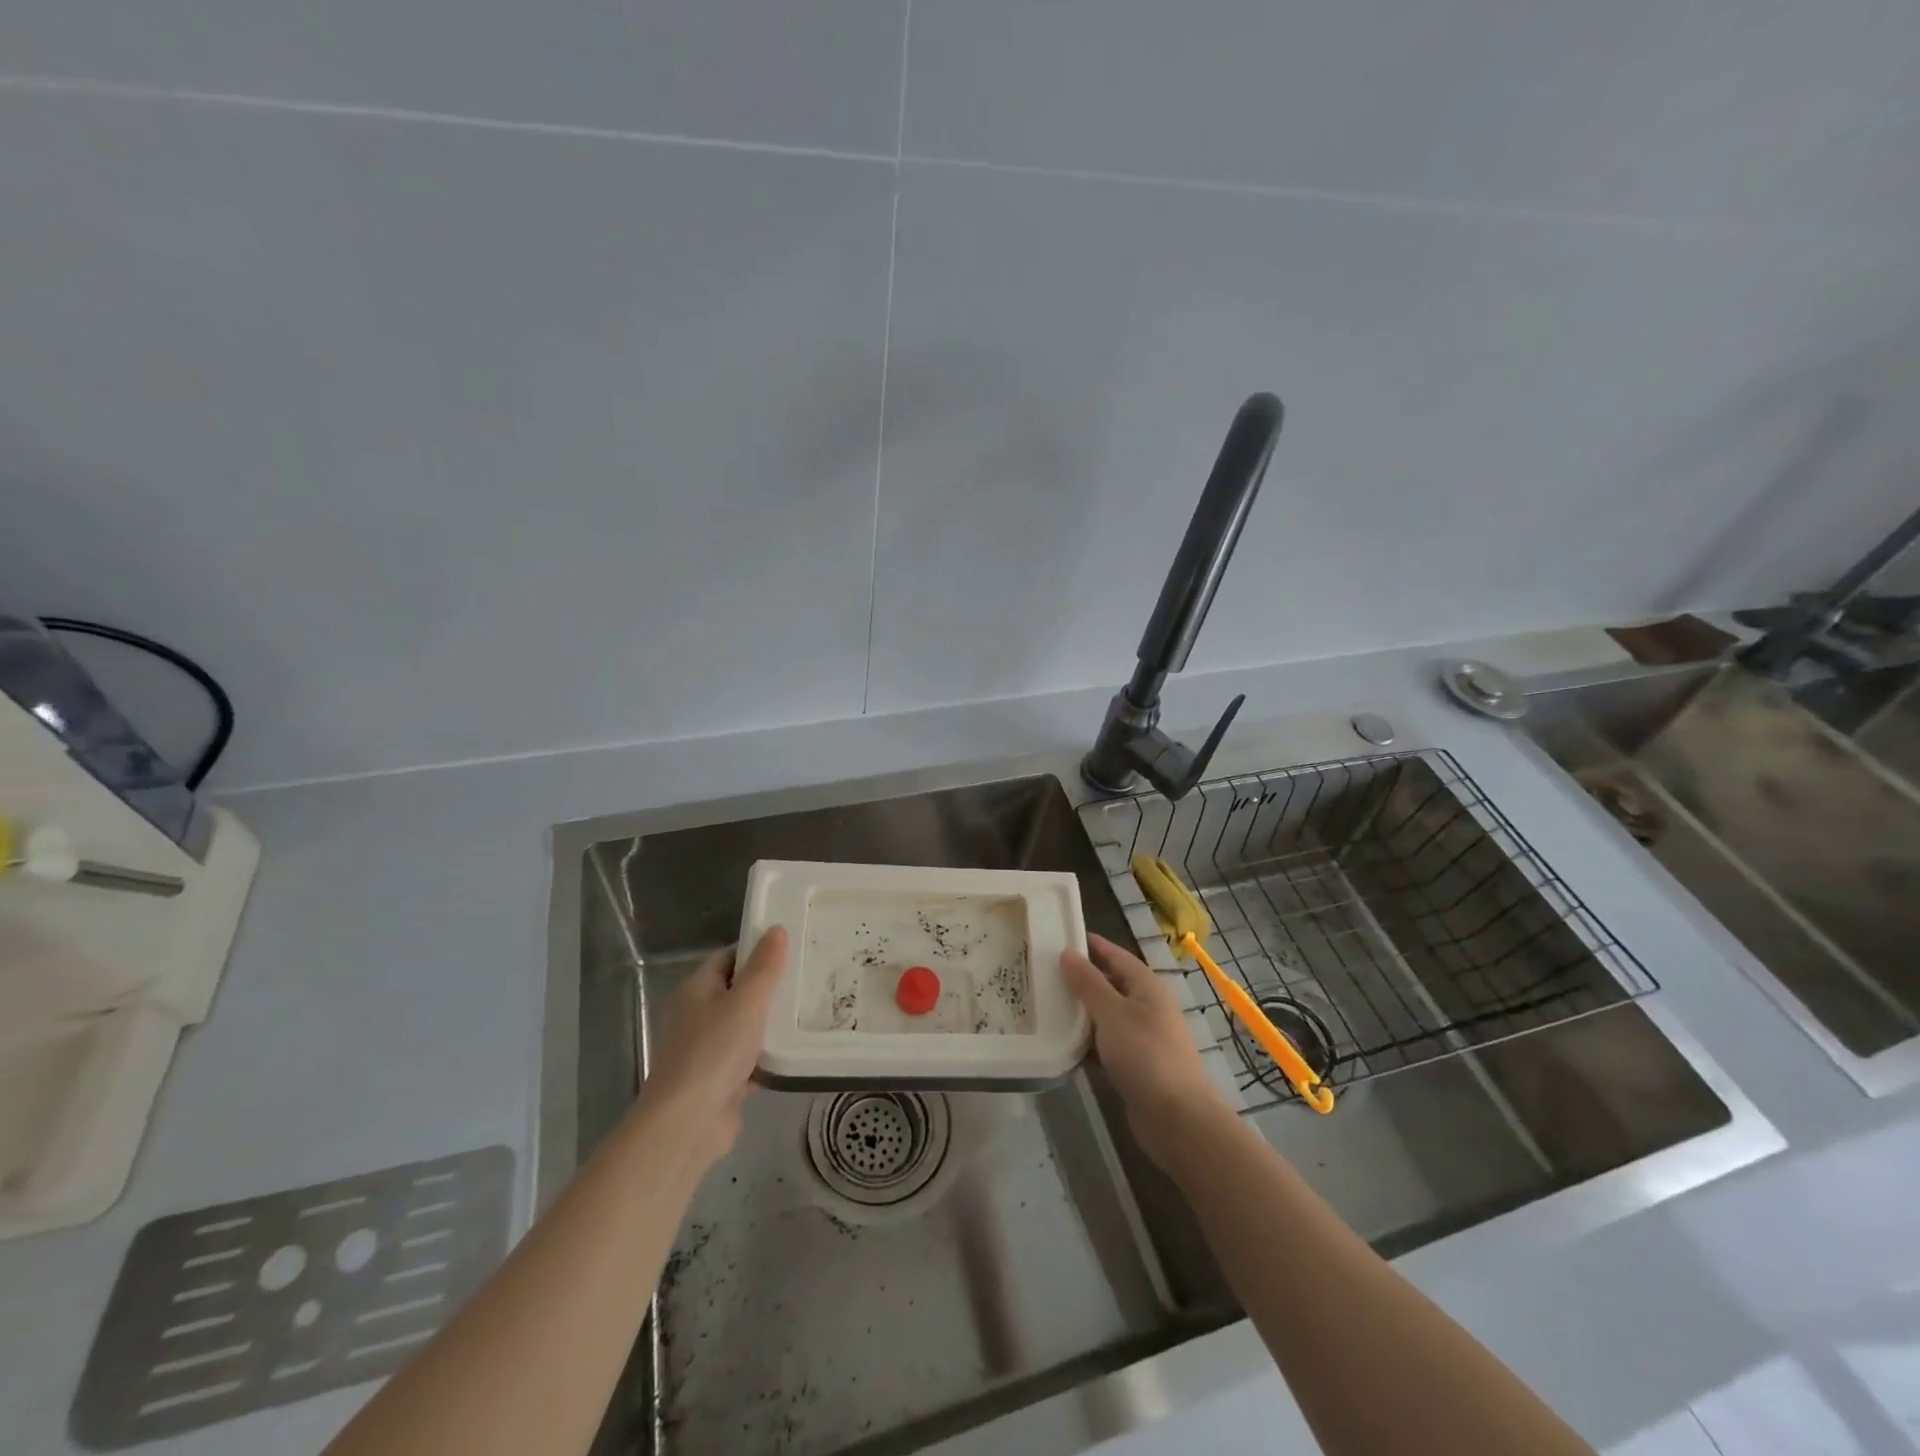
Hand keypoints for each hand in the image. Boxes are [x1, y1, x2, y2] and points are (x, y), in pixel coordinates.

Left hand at [637, 925, 787, 1166]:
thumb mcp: (746, 1002)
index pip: (728, 957)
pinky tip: (797, 1052)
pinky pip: (749, 1059)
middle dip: (769, 987)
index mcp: (696, 990)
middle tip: (808, 977)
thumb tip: (776, 929)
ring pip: (745, 1026)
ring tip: (810, 1010)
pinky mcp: (719, 1080)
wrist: (687, 1125)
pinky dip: (768, 1056)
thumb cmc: (714, 1052)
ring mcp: (707, 1050)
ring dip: (771, 1023)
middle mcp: (697, 1015)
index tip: (792, 946)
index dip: (757, 950)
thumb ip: (764, 967)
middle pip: (737, 991)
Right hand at [1062, 933, 1229, 1170]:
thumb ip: (1088, 983)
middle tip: (1043, 972)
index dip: (1092, 945)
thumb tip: (1067, 953)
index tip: (1061, 936)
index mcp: (1147, 987)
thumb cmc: (1145, 1055)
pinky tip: (1061, 1044)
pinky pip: (1106, 1045)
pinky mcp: (1136, 1066)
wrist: (1178, 1119)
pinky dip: (1087, 1043)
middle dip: (1081, 979)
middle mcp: (1148, 1008)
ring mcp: (1143, 1038)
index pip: (1116, 955)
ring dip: (1081, 1013)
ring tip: (1045, 1005)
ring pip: (1106, 1017)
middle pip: (1110, 985)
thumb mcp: (1111, 1013)